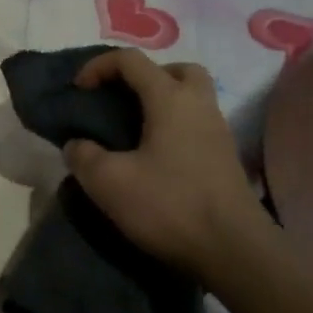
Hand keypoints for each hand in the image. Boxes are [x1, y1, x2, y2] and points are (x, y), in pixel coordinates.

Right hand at [63, 49, 261, 278]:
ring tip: (135, 129)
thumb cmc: (171, 206)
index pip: (130, 60)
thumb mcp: (110, 183)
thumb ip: (84, 156)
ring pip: (191, 96)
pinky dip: (175, 127)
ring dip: (162, 101)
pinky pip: (197, 123)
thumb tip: (76, 145)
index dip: (99, 65)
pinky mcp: (226, 157)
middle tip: (121, 99)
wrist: (236, 252)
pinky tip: (156, 157)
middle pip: (174, 69)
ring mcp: (218, 130)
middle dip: (143, 76)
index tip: (79, 90)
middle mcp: (198, 104)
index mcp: (170, 98)